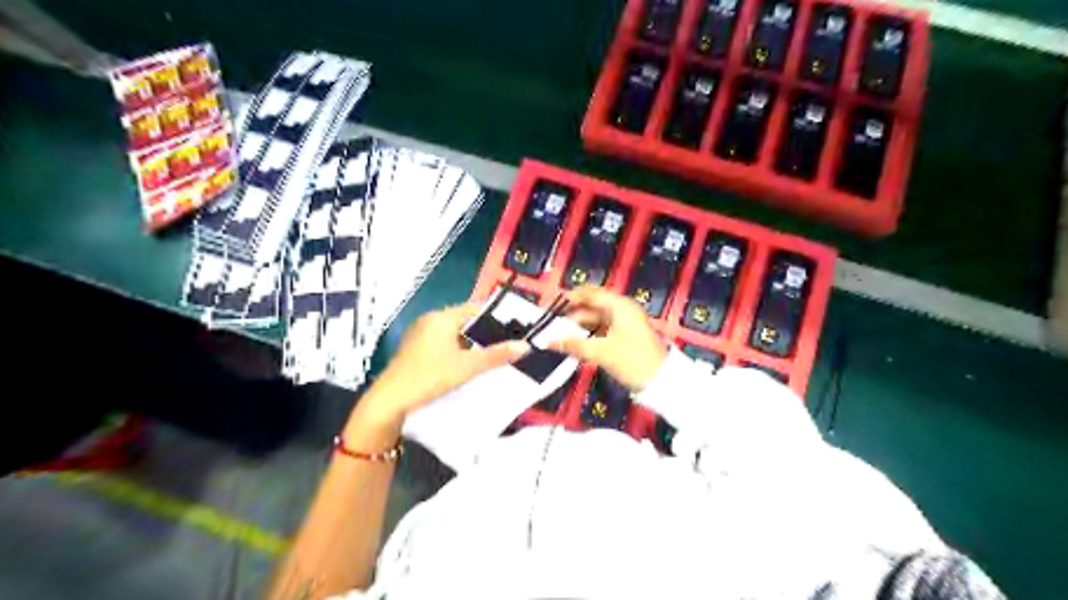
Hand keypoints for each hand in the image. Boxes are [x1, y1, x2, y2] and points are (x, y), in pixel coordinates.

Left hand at [359, 303, 529, 424]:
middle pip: (465, 322)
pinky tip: (471, 366)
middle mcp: (430, 321)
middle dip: (486, 333)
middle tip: (508, 344)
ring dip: (473, 344)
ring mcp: (421, 336)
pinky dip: (459, 352)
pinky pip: (444, 346)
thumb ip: (496, 356)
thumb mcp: (467, 367)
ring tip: (494, 356)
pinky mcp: (416, 352)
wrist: (390, 402)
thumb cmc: (430, 376)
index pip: (475, 309)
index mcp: (441, 317)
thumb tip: (525, 346)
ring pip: (455, 335)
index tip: (515, 328)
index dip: (496, 317)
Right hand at [550, 283, 663, 390]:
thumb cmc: (632, 360)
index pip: (591, 294)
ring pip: (597, 319)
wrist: (661, 381)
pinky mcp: (626, 337)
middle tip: (553, 321)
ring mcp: (626, 323)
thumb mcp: (600, 352)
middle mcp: (623, 310)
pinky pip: (603, 329)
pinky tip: (575, 342)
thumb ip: (573, 344)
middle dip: (573, 313)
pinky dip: (589, 334)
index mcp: (620, 306)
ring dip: (580, 326)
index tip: (552, 304)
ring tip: (560, 334)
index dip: (570, 297)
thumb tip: (548, 341)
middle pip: (593, 306)